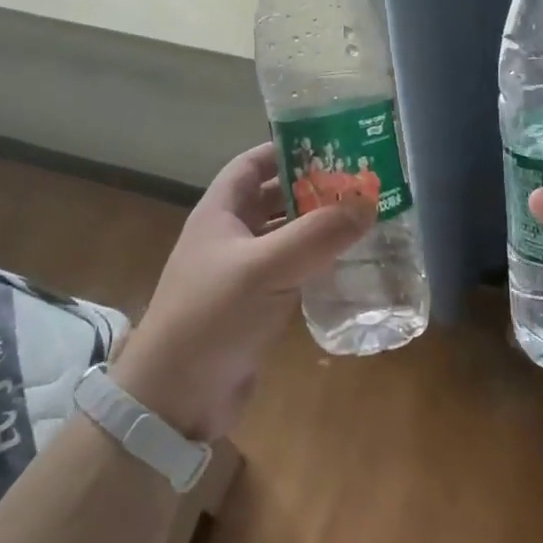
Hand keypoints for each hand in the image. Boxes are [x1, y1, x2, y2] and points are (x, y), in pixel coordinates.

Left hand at [110, 141, 374, 440]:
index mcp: (220, 212)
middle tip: (361, 184)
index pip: (252, 164)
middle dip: (313, 189)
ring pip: (285, 237)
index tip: (331, 145)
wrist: (175, 396)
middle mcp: (229, 236)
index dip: (286, 149)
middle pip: (274, 198)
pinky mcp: (255, 306)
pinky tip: (349, 266)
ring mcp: (242, 273)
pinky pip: (291, 272)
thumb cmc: (212, 316)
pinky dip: (317, 265)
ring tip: (364, 219)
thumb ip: (317, 234)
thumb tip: (367, 200)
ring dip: (318, 228)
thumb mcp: (265, 268)